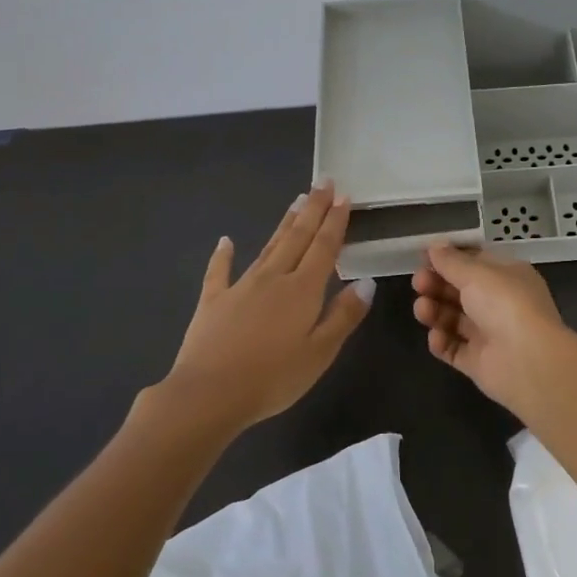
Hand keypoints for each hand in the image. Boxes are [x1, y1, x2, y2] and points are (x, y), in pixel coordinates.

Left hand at [148, 183, 374, 433]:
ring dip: (284, 224)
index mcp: (303, 290)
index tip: (343, 195)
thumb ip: (344, 315)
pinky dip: (223, 255)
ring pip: (268, 247)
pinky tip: (225, 241)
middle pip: (297, 237)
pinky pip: (219, 272)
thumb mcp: (320, 352)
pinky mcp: (213, 301)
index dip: (335, 221)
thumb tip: (367, 282)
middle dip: (313, 209)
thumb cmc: (273, 378)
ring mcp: (240, 287)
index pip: (324, 247)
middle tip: (323, 182)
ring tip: (296, 201)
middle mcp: (273, 278)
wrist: (209, 394)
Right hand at [411, 244, 576, 419]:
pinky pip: (454, 348)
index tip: (423, 257)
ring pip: (454, 319)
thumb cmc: (505, 305)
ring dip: (435, 311)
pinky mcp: (479, 362)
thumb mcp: (477, 273)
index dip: (449, 259)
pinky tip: (436, 337)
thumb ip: (451, 261)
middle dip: (437, 284)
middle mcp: (499, 303)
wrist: (528, 361)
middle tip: (418, 283)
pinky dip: (442, 342)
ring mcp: (489, 334)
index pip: (475, 262)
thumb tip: (435, 246)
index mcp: (507, 276)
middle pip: (460, 290)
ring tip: (423, 310)